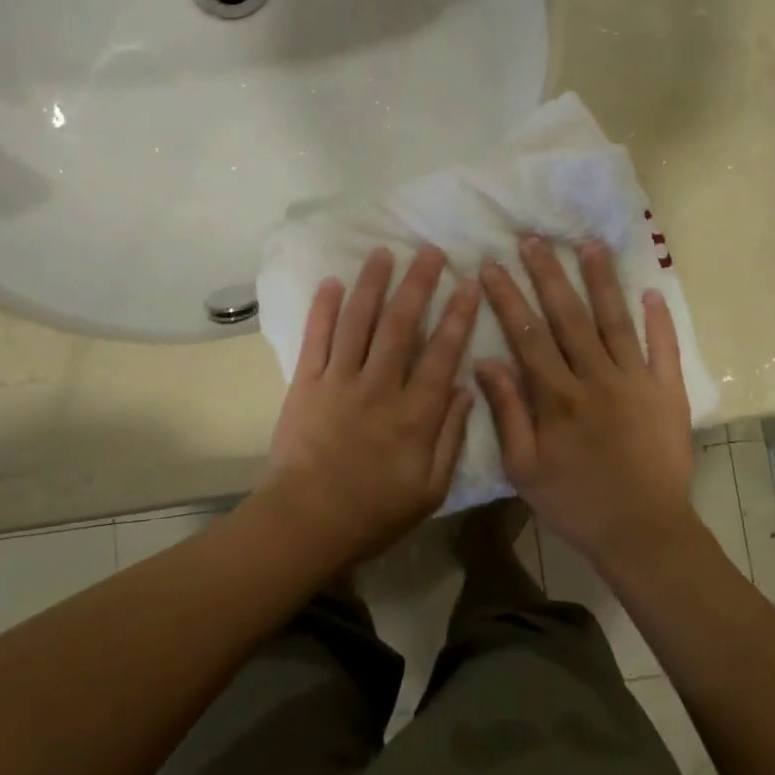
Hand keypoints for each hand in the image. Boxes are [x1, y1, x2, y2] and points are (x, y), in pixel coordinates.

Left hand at [257, 246, 481, 572]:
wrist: (306, 522)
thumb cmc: (374, 512)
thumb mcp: (429, 489)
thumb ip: (450, 437)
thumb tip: (466, 389)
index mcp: (413, 414)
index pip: (442, 353)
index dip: (458, 315)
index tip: (468, 283)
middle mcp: (378, 387)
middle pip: (401, 325)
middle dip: (417, 284)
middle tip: (429, 252)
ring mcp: (338, 381)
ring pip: (358, 322)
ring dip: (371, 284)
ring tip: (383, 253)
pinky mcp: (306, 383)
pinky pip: (315, 339)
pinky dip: (322, 308)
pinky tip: (331, 282)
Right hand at [477, 236, 696, 569]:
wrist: (642, 532)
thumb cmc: (575, 502)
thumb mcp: (523, 468)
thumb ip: (506, 412)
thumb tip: (485, 361)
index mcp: (558, 396)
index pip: (527, 335)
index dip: (508, 298)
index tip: (491, 266)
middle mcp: (596, 378)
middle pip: (569, 316)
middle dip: (549, 274)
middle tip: (534, 239)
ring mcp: (636, 381)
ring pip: (615, 321)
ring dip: (602, 281)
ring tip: (590, 244)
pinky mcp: (668, 393)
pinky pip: (664, 350)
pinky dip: (660, 320)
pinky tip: (653, 290)